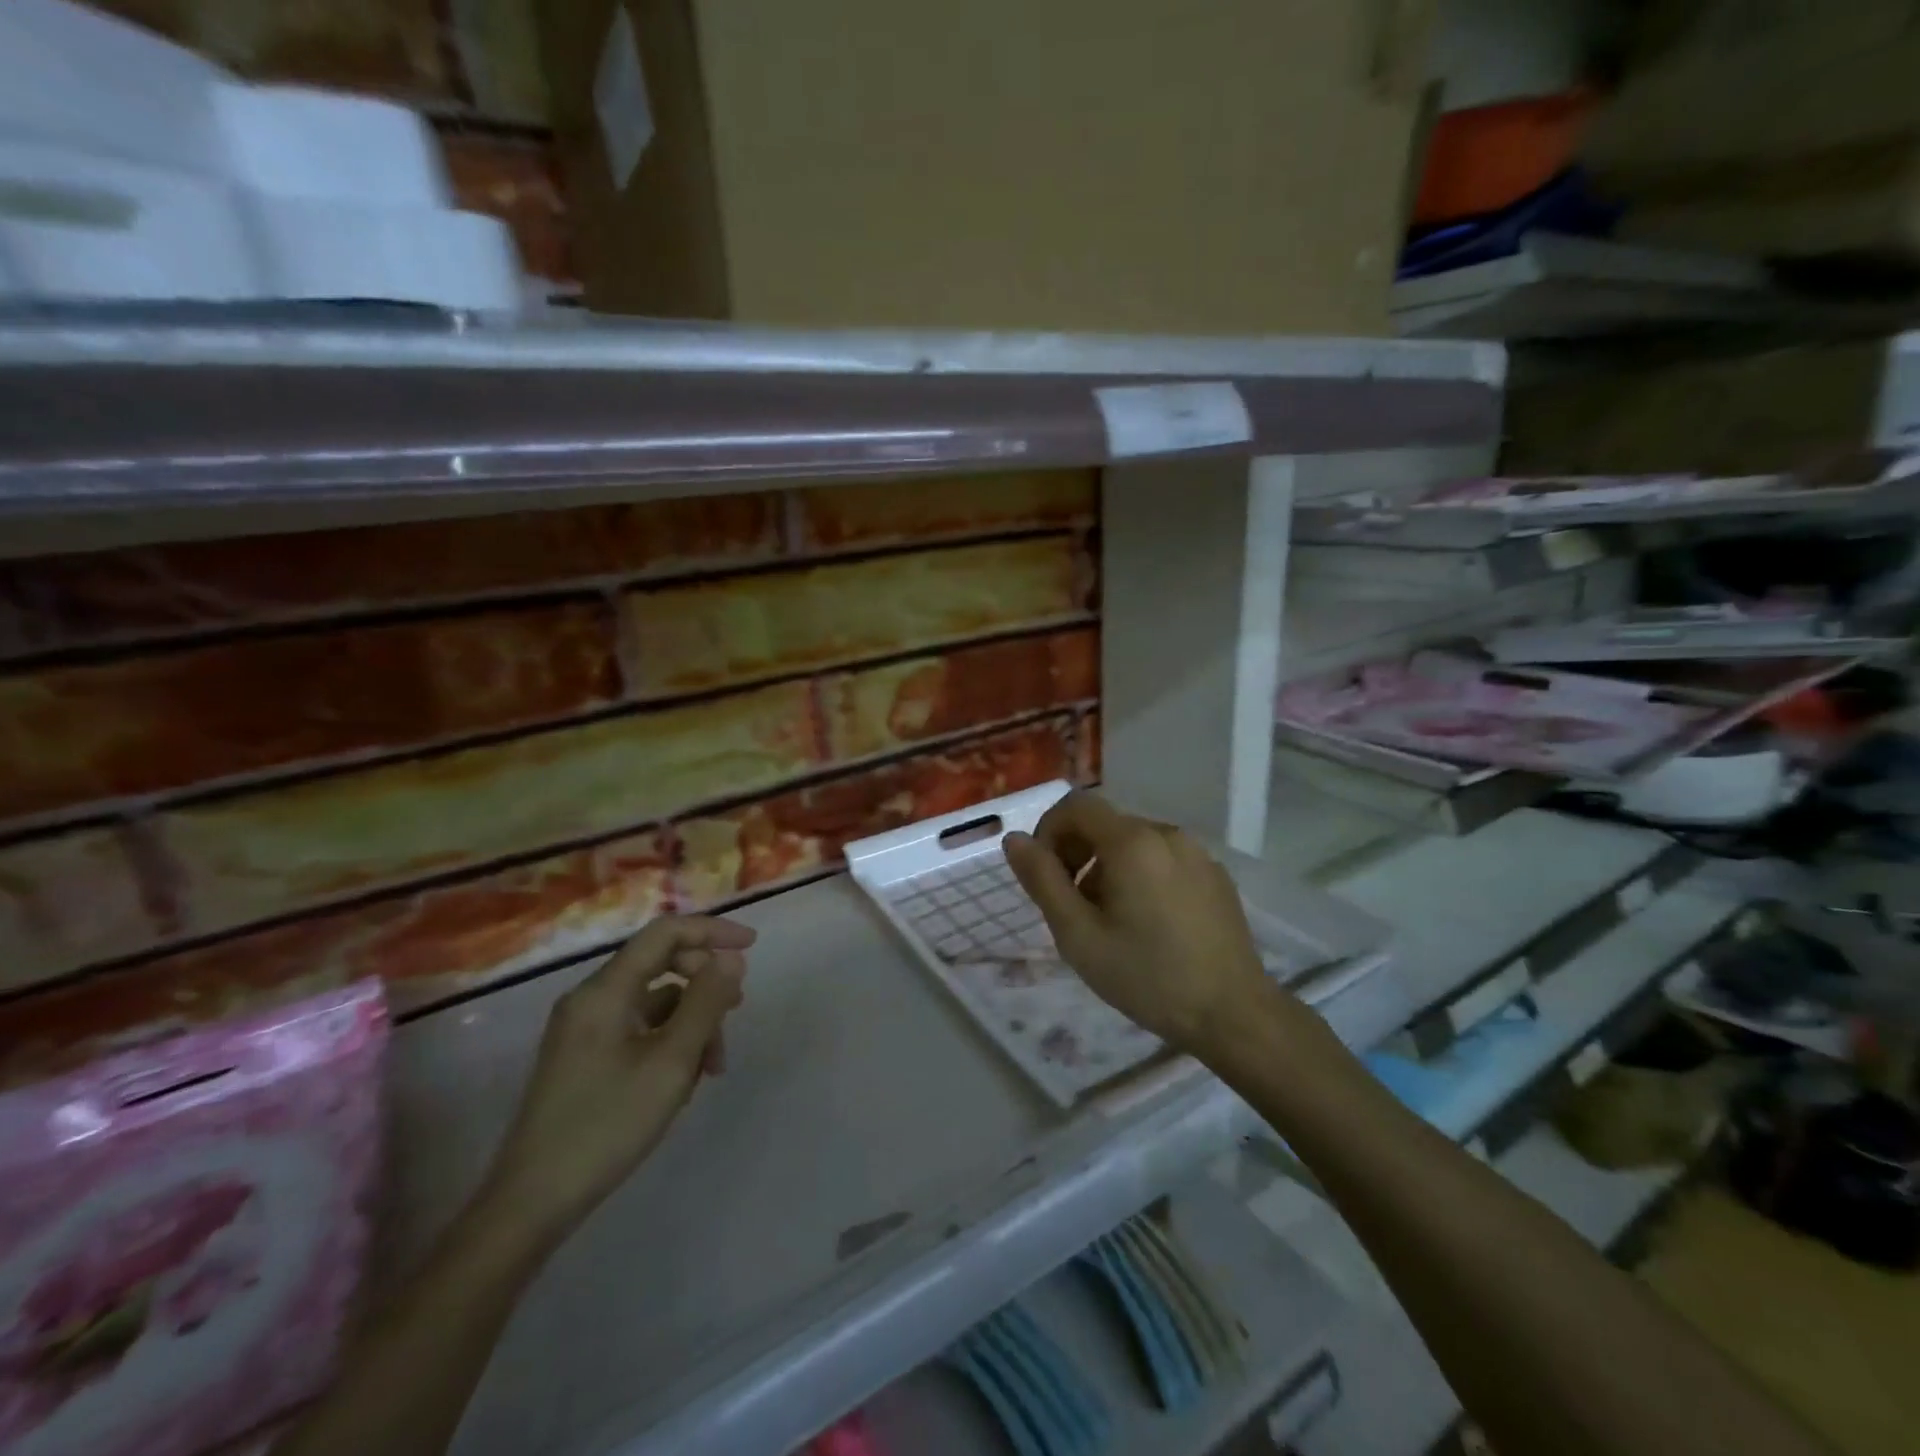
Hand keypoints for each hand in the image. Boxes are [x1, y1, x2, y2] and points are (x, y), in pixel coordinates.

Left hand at [478, 915, 753, 1244]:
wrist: (532, 1202)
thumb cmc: (606, 1124)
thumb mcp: (671, 1062)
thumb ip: (706, 1003)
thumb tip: (732, 958)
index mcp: (605, 990)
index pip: (665, 933)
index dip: (712, 931)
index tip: (752, 946)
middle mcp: (591, 999)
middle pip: (661, 964)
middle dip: (704, 985)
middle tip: (735, 1015)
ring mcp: (585, 1029)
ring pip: (655, 1001)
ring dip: (691, 1021)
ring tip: (712, 1068)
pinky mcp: (585, 1057)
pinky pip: (639, 1028)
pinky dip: (669, 1041)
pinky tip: (684, 1081)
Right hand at [1003, 791, 1275, 1054]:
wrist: (1233, 1014)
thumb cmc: (1147, 976)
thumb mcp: (1078, 935)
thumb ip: (1042, 880)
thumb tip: (1014, 839)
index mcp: (1133, 842)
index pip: (1076, 806)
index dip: (1049, 832)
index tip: (1046, 877)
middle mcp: (1167, 833)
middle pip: (1105, 824)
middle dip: (1076, 854)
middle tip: (1072, 906)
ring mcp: (1197, 853)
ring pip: (1134, 842)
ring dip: (1107, 868)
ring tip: (1110, 921)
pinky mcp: (1215, 875)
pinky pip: (1163, 859)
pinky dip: (1141, 876)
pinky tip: (1149, 925)